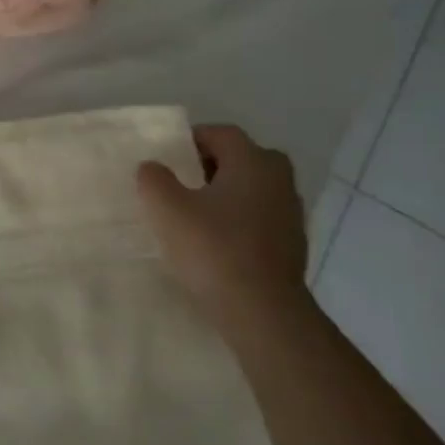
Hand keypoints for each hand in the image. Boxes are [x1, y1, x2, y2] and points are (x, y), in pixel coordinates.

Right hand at [136, 124, 308, 322]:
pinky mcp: (292, 244)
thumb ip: (153, 179)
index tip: (166, 158)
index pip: (221, 133)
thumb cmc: (213, 249)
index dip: (190, 140)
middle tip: (179, 183)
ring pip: (251, 189)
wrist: (262, 311)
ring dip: (224, 194)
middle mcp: (279, 179)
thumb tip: (153, 167)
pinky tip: (214, 242)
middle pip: (240, 159)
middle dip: (209, 166)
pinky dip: (237, 220)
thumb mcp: (166, 208)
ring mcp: (290, 213)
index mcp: (253, 161)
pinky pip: (258, 217)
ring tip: (192, 215)